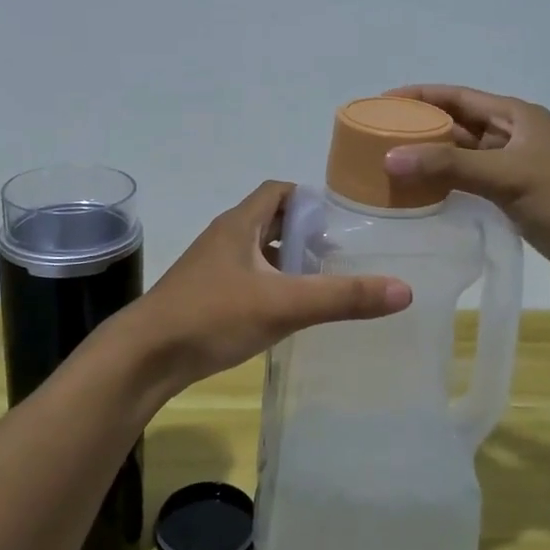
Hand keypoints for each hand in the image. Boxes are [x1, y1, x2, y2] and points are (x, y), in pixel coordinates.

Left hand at [113, 181, 410, 395]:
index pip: (278, 191)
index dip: (310, 198)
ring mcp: (210, 268)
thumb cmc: (213, 317)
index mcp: (240, 224)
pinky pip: (245, 278)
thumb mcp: (284, 305)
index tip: (342, 217)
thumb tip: (404, 289)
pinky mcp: (204, 296)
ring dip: (286, 260)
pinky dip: (269, 284)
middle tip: (340, 250)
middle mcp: (224, 238)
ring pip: (257, 252)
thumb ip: (343, 297)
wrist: (145, 357)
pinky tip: (286, 310)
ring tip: (321, 279)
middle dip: (304, 231)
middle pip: (270, 220)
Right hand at [381, 85, 549, 291]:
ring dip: (431, 160)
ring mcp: (514, 169)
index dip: (418, 97)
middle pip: (456, 125)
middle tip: (374, 140)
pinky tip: (420, 197)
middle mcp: (512, 137)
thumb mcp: (509, 175)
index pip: (456, 96)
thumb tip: (390, 158)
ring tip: (387, 168)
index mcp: (514, 116)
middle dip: (419, 129)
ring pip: (462, 157)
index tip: (378, 104)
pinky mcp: (516, 199)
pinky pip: (471, 185)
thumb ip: (450, 165)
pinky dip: (447, 186)